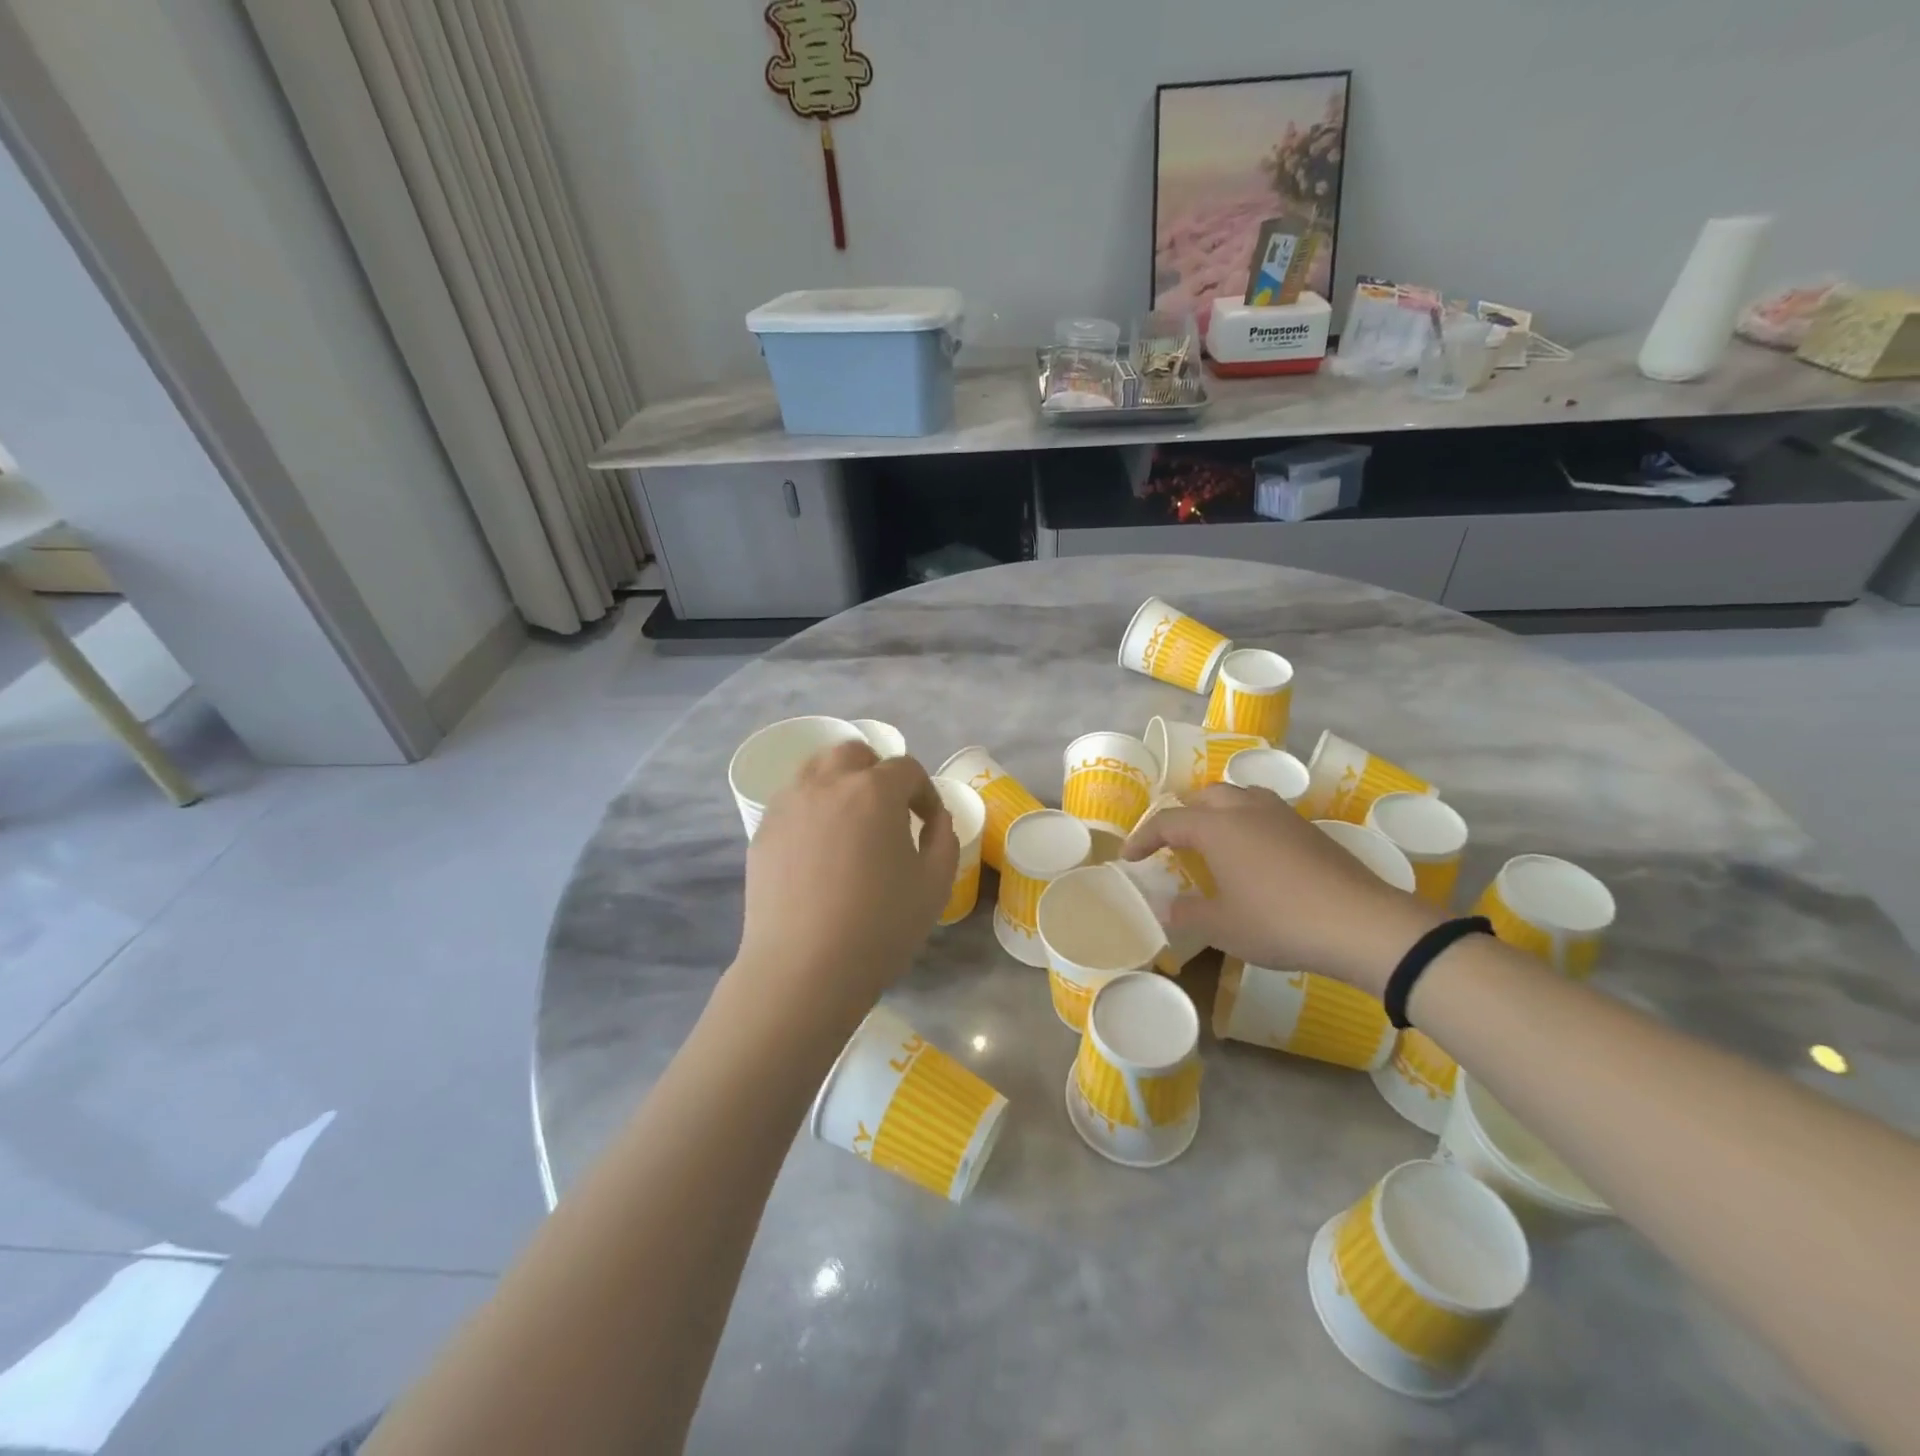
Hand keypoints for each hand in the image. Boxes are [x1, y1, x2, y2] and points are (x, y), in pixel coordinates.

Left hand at [735, 741, 957, 1018]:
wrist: (803, 970)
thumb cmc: (879, 927)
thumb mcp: (935, 885)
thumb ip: (944, 838)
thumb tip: (935, 819)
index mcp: (874, 791)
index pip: (906, 769)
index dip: (923, 792)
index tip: (927, 822)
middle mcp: (827, 784)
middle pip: (854, 753)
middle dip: (877, 772)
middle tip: (888, 811)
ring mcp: (789, 805)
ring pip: (816, 769)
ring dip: (840, 782)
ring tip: (851, 822)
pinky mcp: (763, 831)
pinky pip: (792, 801)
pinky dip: (812, 809)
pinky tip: (819, 849)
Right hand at [1122, 784, 1440, 995]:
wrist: (1361, 923)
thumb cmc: (1280, 921)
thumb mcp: (1223, 927)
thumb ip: (1188, 914)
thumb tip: (1165, 908)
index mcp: (1218, 827)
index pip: (1168, 822)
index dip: (1144, 838)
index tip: (1130, 858)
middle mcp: (1247, 809)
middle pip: (1205, 796)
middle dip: (1183, 814)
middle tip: (1174, 842)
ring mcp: (1282, 816)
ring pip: (1240, 796)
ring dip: (1218, 811)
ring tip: (1214, 839)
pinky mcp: (1310, 830)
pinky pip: (1266, 812)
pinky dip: (1248, 822)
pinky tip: (1255, 853)